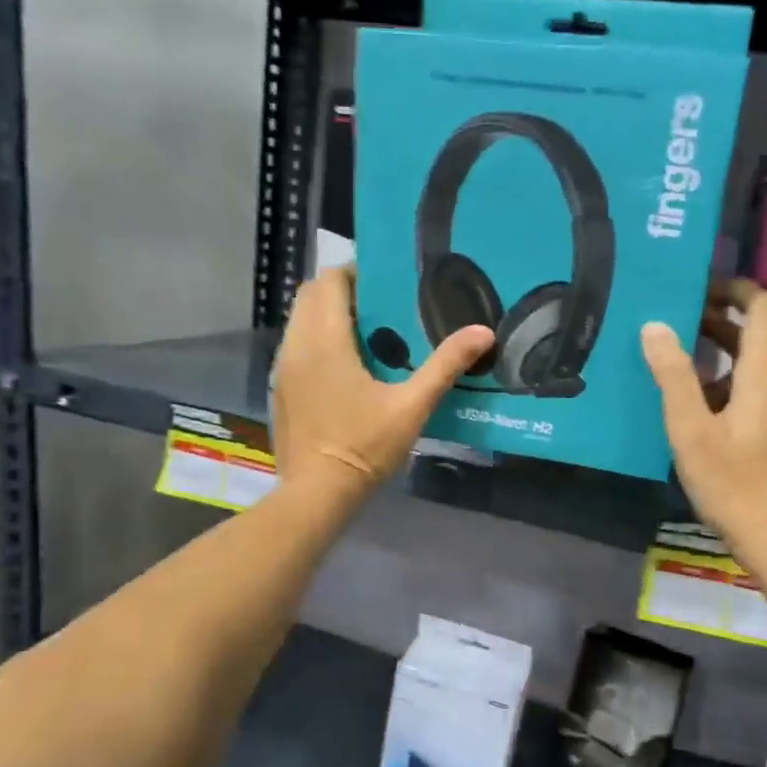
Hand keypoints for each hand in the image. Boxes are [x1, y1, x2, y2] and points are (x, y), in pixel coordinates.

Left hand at [273, 266, 493, 505]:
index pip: (330, 281)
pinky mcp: (281, 389)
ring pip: (300, 321)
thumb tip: (484, 333)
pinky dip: (317, 341)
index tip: (386, 284)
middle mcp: (296, 345)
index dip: (356, 272)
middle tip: (381, 307)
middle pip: (311, 295)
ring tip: (368, 333)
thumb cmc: (364, 447)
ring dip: (328, 316)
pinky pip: (296, 346)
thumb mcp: (412, 407)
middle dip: (342, 291)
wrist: (317, 494)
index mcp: (325, 341)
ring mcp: (283, 369)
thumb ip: (445, 366)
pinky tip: (347, 367)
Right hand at [642, 281, 766, 550]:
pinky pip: (757, 394)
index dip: (737, 289)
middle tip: (675, 323)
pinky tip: (700, 406)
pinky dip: (730, 384)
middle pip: (757, 337)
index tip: (702, 287)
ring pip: (755, 367)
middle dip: (719, 322)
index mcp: (764, 375)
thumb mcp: (691, 429)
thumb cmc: (731, 482)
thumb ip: (674, 376)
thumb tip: (655, 327)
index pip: (764, 308)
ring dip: (722, 356)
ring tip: (679, 362)